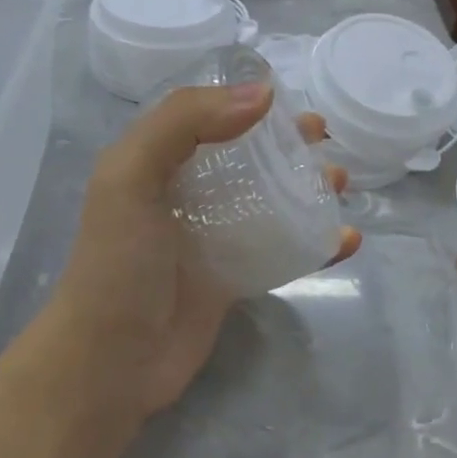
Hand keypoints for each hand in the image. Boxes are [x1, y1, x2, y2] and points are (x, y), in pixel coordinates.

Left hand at [45, 84, 361, 422]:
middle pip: (246, 156)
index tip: (290, 102)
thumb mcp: (131, 175)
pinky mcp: (232, 277)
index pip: (207, 117)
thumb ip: (185, 122)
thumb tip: (262, 94)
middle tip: (324, 138)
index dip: (246, 103)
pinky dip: (316, 243)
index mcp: (156, 161)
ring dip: (308, 187)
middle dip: (287, 143)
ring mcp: (211, 237)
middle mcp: (185, 193)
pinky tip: (347, 240)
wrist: (109, 362)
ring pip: (270, 200)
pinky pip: (282, 250)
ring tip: (341, 182)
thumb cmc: (119, 262)